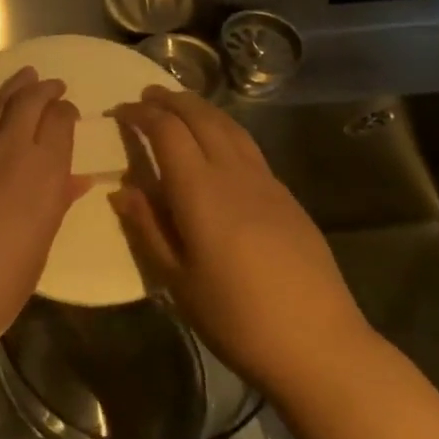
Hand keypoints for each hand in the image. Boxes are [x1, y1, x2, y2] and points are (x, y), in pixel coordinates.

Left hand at [0, 67, 90, 382]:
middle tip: (53, 84)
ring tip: (24, 77)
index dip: (66, 112)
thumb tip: (76, 179)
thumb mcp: (39, 248)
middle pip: (28, 102)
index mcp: (43, 172)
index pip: (60, 121)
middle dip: (44, 89)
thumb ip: (56, 204)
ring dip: (13, 87)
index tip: (69, 112)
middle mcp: (9, 149)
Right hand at [110, 86, 370, 401]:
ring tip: (180, 106)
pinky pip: (248, 146)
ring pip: (229, 126)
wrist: (318, 343)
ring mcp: (265, 181)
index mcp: (200, 190)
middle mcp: (233, 172)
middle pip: (201, 117)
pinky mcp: (286, 195)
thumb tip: (123, 191)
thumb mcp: (178, 281)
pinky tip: (219, 144)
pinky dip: (224, 129)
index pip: (167, 131)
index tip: (121, 111)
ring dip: (201, 108)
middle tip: (147, 96)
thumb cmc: (236, 317)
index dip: (141, 115)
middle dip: (171, 100)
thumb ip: (149, 229)